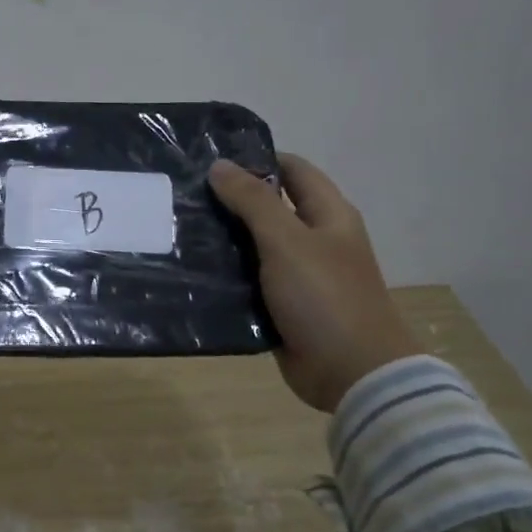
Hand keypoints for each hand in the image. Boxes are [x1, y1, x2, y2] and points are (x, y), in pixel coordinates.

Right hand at [209, 152, 419, 412]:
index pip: (291, 170)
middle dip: (231, 200)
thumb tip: (220, 165)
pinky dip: (227, 276)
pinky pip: (250, 282)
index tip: (210, 158)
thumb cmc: (325, 297)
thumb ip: (253, 201)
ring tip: (179, 227)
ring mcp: (299, 275)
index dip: (256, 158)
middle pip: (270, 208)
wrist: (352, 373)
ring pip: (255, 246)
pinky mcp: (283, 306)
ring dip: (224, 239)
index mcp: (328, 215)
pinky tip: (192, 270)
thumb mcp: (287, 241)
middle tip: (183, 193)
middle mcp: (315, 240)